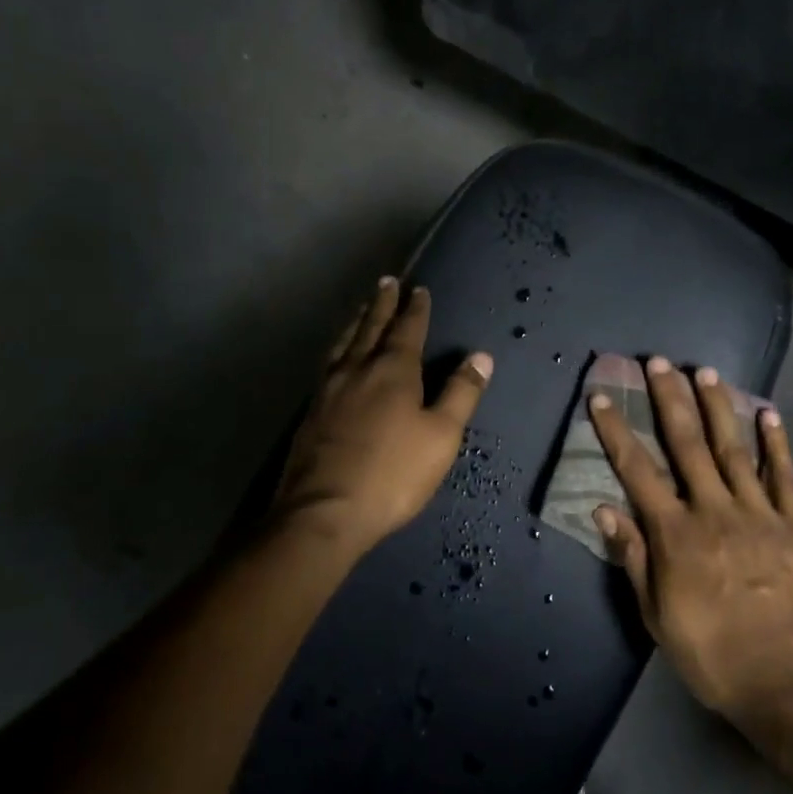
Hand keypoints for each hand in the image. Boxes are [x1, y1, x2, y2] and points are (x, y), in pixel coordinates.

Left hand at [273, 277, 493, 554]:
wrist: (323, 512)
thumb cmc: (393, 473)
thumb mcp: (441, 435)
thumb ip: (461, 393)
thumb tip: (481, 356)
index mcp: (392, 371)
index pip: (407, 329)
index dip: (415, 309)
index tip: (418, 289)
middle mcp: (357, 370)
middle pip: (370, 327)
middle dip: (381, 304)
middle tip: (386, 281)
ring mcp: (328, 390)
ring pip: (343, 344)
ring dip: (356, 322)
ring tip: (360, 309)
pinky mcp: (311, 413)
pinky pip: (327, 365)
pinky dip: (338, 349)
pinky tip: (336, 359)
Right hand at [589, 358, 792, 765]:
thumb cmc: (715, 655)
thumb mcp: (658, 617)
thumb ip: (635, 558)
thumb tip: (604, 509)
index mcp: (676, 534)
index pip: (637, 471)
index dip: (616, 431)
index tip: (601, 397)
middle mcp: (714, 511)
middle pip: (686, 444)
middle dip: (669, 399)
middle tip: (658, 362)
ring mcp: (759, 513)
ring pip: (733, 448)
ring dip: (717, 407)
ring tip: (705, 371)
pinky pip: (784, 475)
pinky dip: (776, 442)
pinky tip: (769, 413)